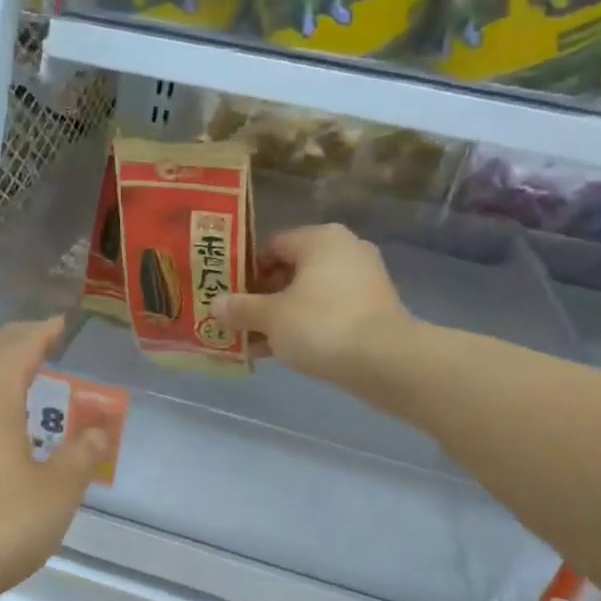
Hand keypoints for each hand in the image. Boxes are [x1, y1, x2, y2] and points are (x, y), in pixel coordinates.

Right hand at [216, 224, 415, 392]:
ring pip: (309, 293)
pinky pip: (328, 310)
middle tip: (238, 318)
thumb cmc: (320, 325)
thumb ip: (240, 308)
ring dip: (282, 314)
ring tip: (255, 339)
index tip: (228, 294)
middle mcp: (345, 250)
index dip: (245, 270)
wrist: (384, 361)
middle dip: (263, 296)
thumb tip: (215, 304)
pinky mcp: (373, 307)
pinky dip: (306, 325)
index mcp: (320, 238)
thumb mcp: (270, 317)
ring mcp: (364, 279)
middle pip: (291, 269)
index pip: (271, 245)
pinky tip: (284, 350)